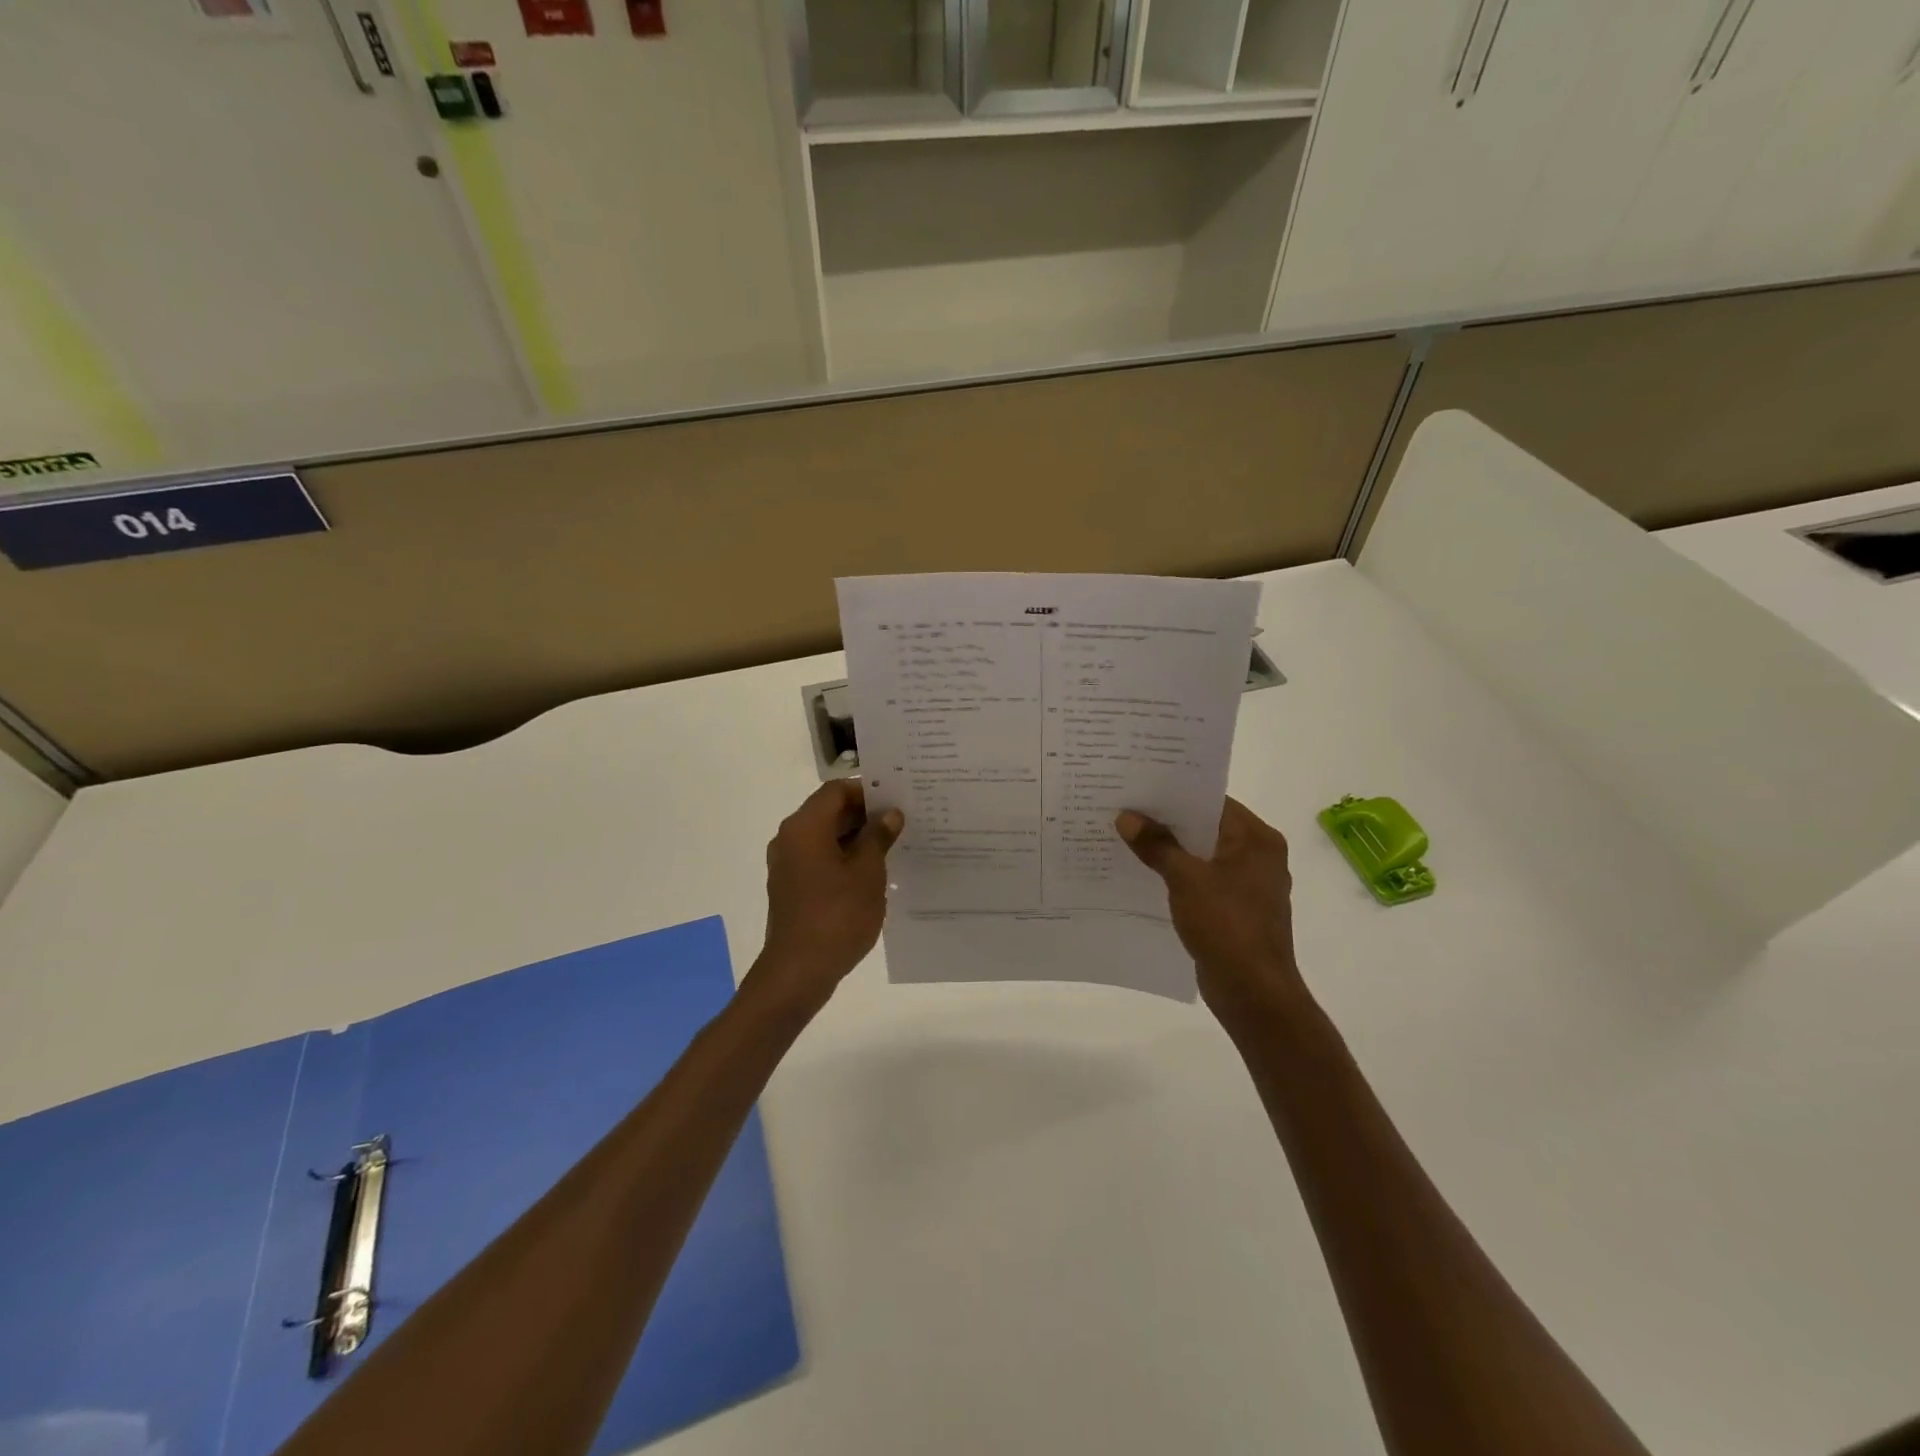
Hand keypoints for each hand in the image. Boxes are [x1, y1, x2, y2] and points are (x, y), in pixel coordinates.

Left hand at [747, 779, 903, 1016]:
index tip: (897, 799)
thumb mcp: (868, 872)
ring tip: (893, 847)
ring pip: (825, 836)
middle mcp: (790, 838)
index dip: (867, 791)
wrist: (798, 971)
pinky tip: (872, 873)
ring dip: (856, 838)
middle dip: (865, 814)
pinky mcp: (791, 887)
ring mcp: (788, 864)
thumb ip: (879, 837)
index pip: (836, 790)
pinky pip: (819, 859)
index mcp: (805, 826)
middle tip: (902, 822)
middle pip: (829, 811)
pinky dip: (844, 858)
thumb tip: (890, 814)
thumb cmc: (837, 915)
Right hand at [1116, 798, 1304, 1025]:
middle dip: (1167, 821)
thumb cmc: (1227, 926)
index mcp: (1256, 839)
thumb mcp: (1186, 879)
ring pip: (1201, 855)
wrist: (1253, 993)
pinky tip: (1143, 874)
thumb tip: (1127, 817)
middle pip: (1206, 827)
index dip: (1176, 793)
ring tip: (1126, 837)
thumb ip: (1156, 845)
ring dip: (1169, 850)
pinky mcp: (1235, 910)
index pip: (1213, 801)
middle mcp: (1258, 855)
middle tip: (1125, 808)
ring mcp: (1247, 885)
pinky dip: (1177, 875)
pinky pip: (1201, 880)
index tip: (1140, 785)